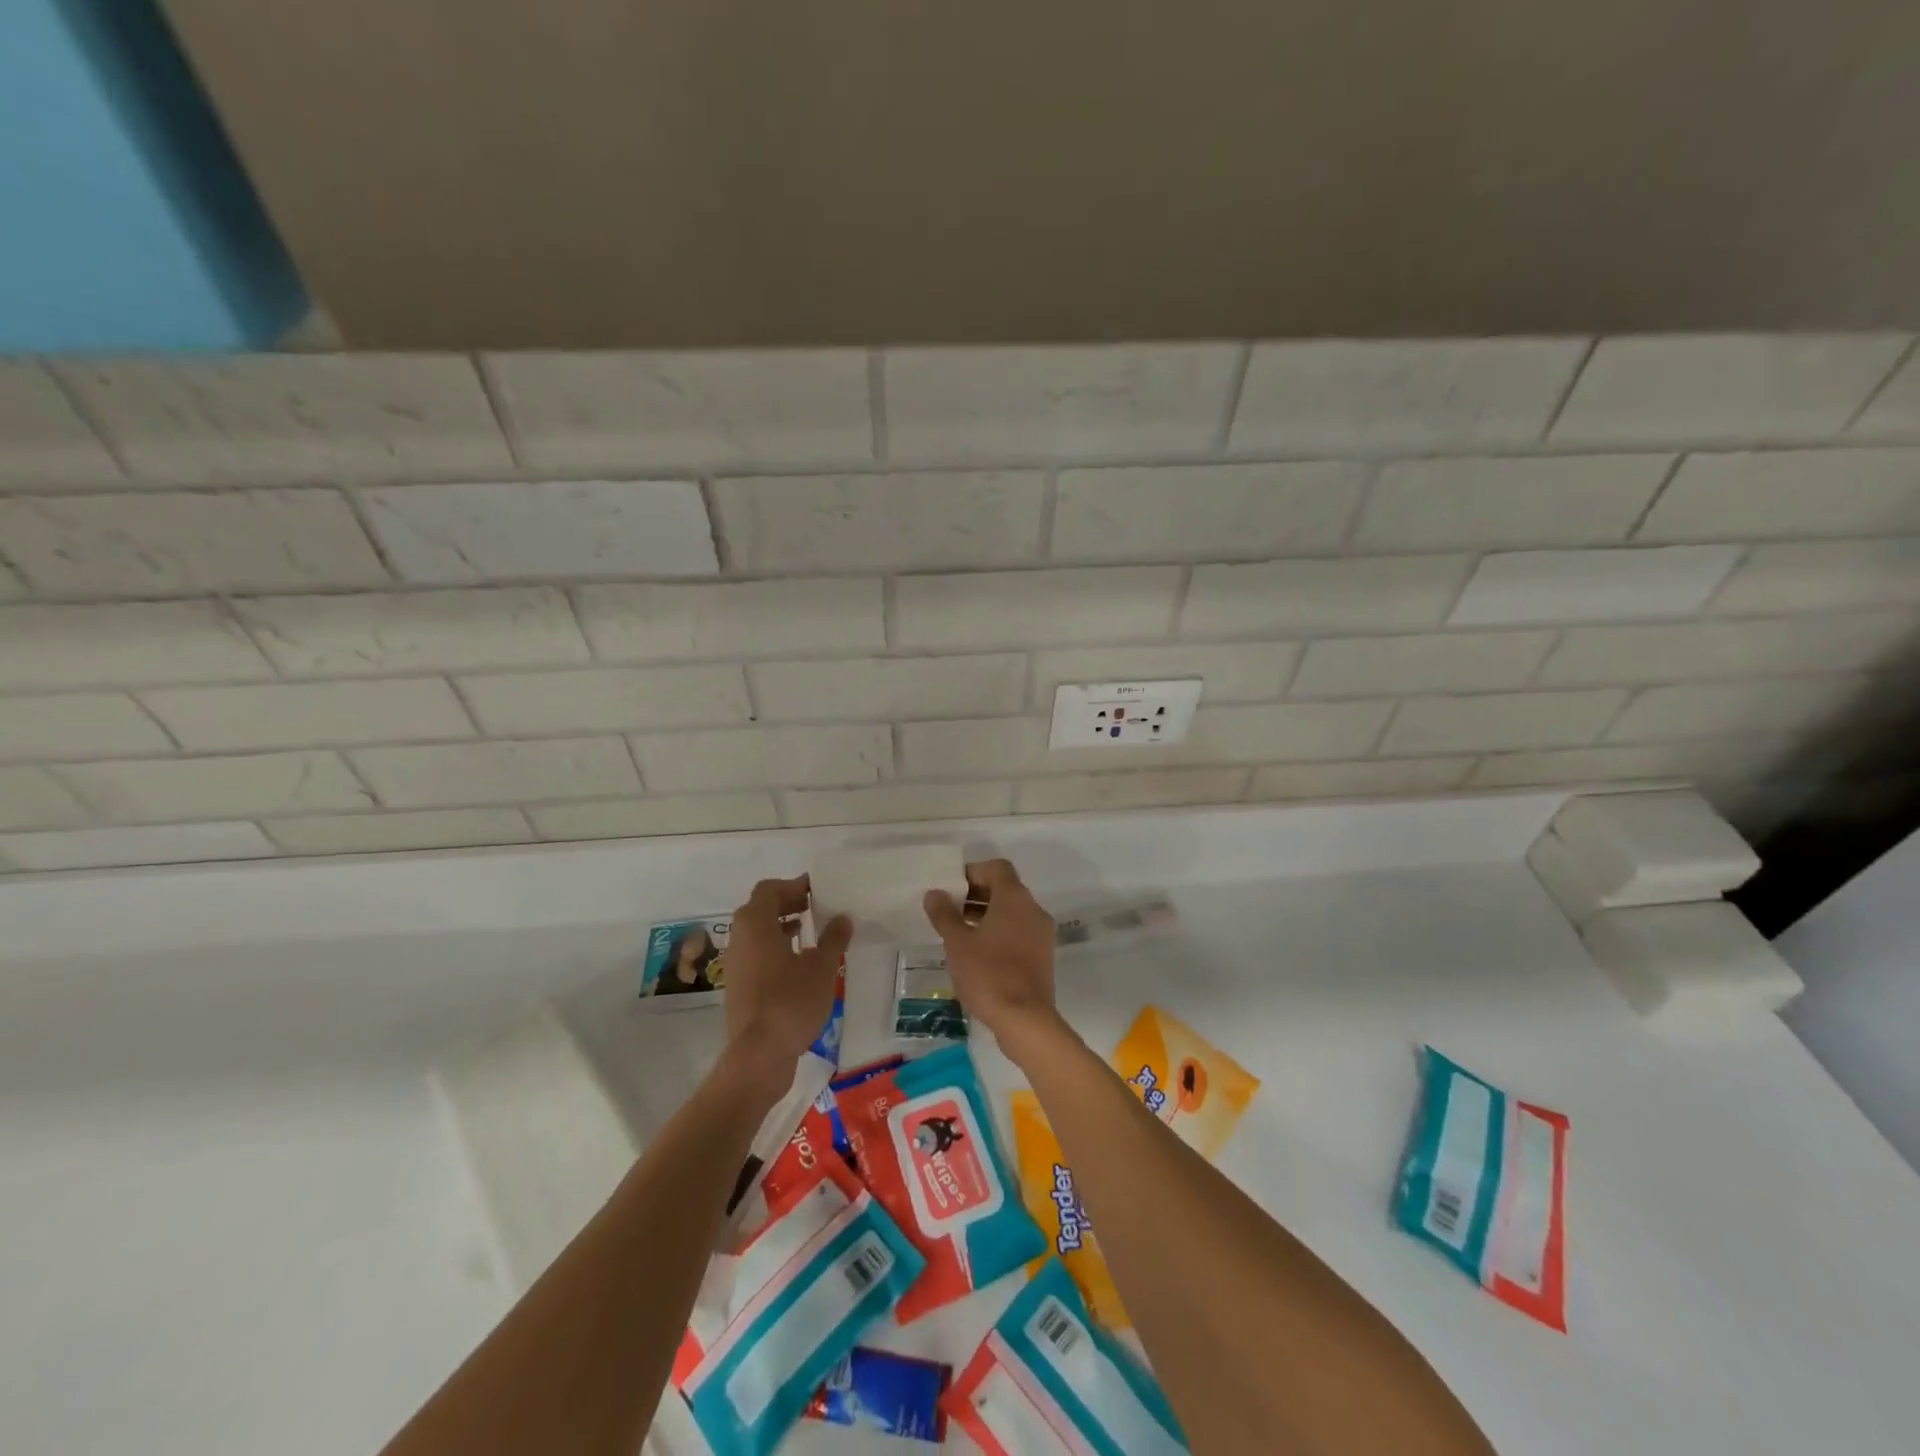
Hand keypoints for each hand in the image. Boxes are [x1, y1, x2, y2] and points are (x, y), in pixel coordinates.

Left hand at [721, 876, 851, 1090]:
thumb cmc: (791, 1001)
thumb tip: (843, 918)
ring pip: (756, 934)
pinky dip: (774, 949)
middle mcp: (739, 939)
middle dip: (786, 905)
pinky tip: (798, 965)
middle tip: (814, 908)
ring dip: (780, 928)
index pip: (769, 889)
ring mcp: (735, 965)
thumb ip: (833, 939)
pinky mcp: (737, 987)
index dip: (792, 886)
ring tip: (809, 935)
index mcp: (755, 925)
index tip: (816, 891)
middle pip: (759, 909)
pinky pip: (755, 955)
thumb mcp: (822, 967)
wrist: (759, 1055)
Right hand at [923, 858, 1058, 1049]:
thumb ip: (945, 915)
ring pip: (1013, 912)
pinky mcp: (1043, 956)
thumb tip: (934, 893)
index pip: (997, 868)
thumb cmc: (988, 974)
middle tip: (950, 910)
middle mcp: (1033, 909)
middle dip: (977, 895)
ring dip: (988, 915)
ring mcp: (1042, 933)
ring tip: (960, 933)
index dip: (974, 872)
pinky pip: (1020, 932)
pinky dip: (1001, 933)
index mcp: (1014, 898)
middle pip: (1006, 889)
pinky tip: (979, 953)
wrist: (1025, 1019)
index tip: (952, 887)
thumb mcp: (958, 943)